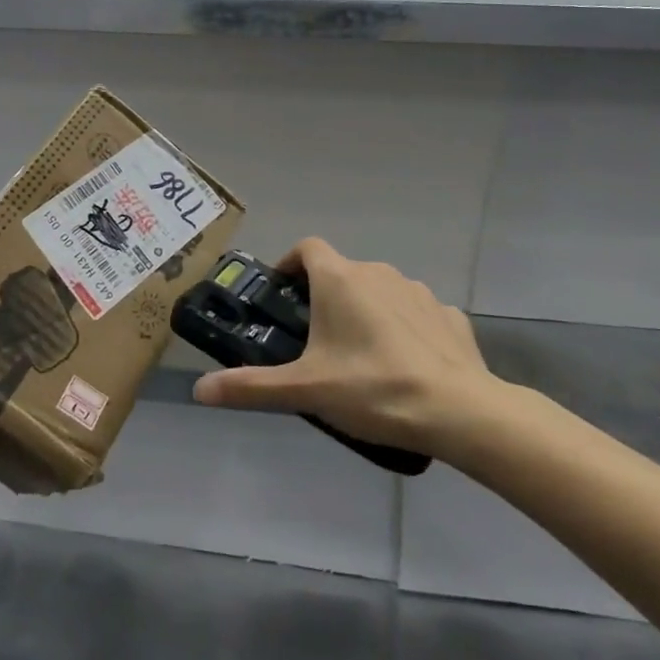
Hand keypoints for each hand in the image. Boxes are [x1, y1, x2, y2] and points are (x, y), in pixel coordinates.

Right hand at [191, 237, 507, 458]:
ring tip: (360, 357)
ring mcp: (418, 291)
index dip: (290, 265)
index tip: (283, 296)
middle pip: (342, 273)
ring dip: (365, 311)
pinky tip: (404, 364)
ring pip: (379, 291)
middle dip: (325, 299)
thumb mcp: (305, 390)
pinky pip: (415, 313)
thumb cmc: (373, 388)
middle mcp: (378, 272)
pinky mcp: (449, 315)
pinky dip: (403, 328)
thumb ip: (250, 387)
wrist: (460, 411)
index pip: (307, 248)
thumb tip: (199, 390)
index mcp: (340, 279)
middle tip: (315, 342)